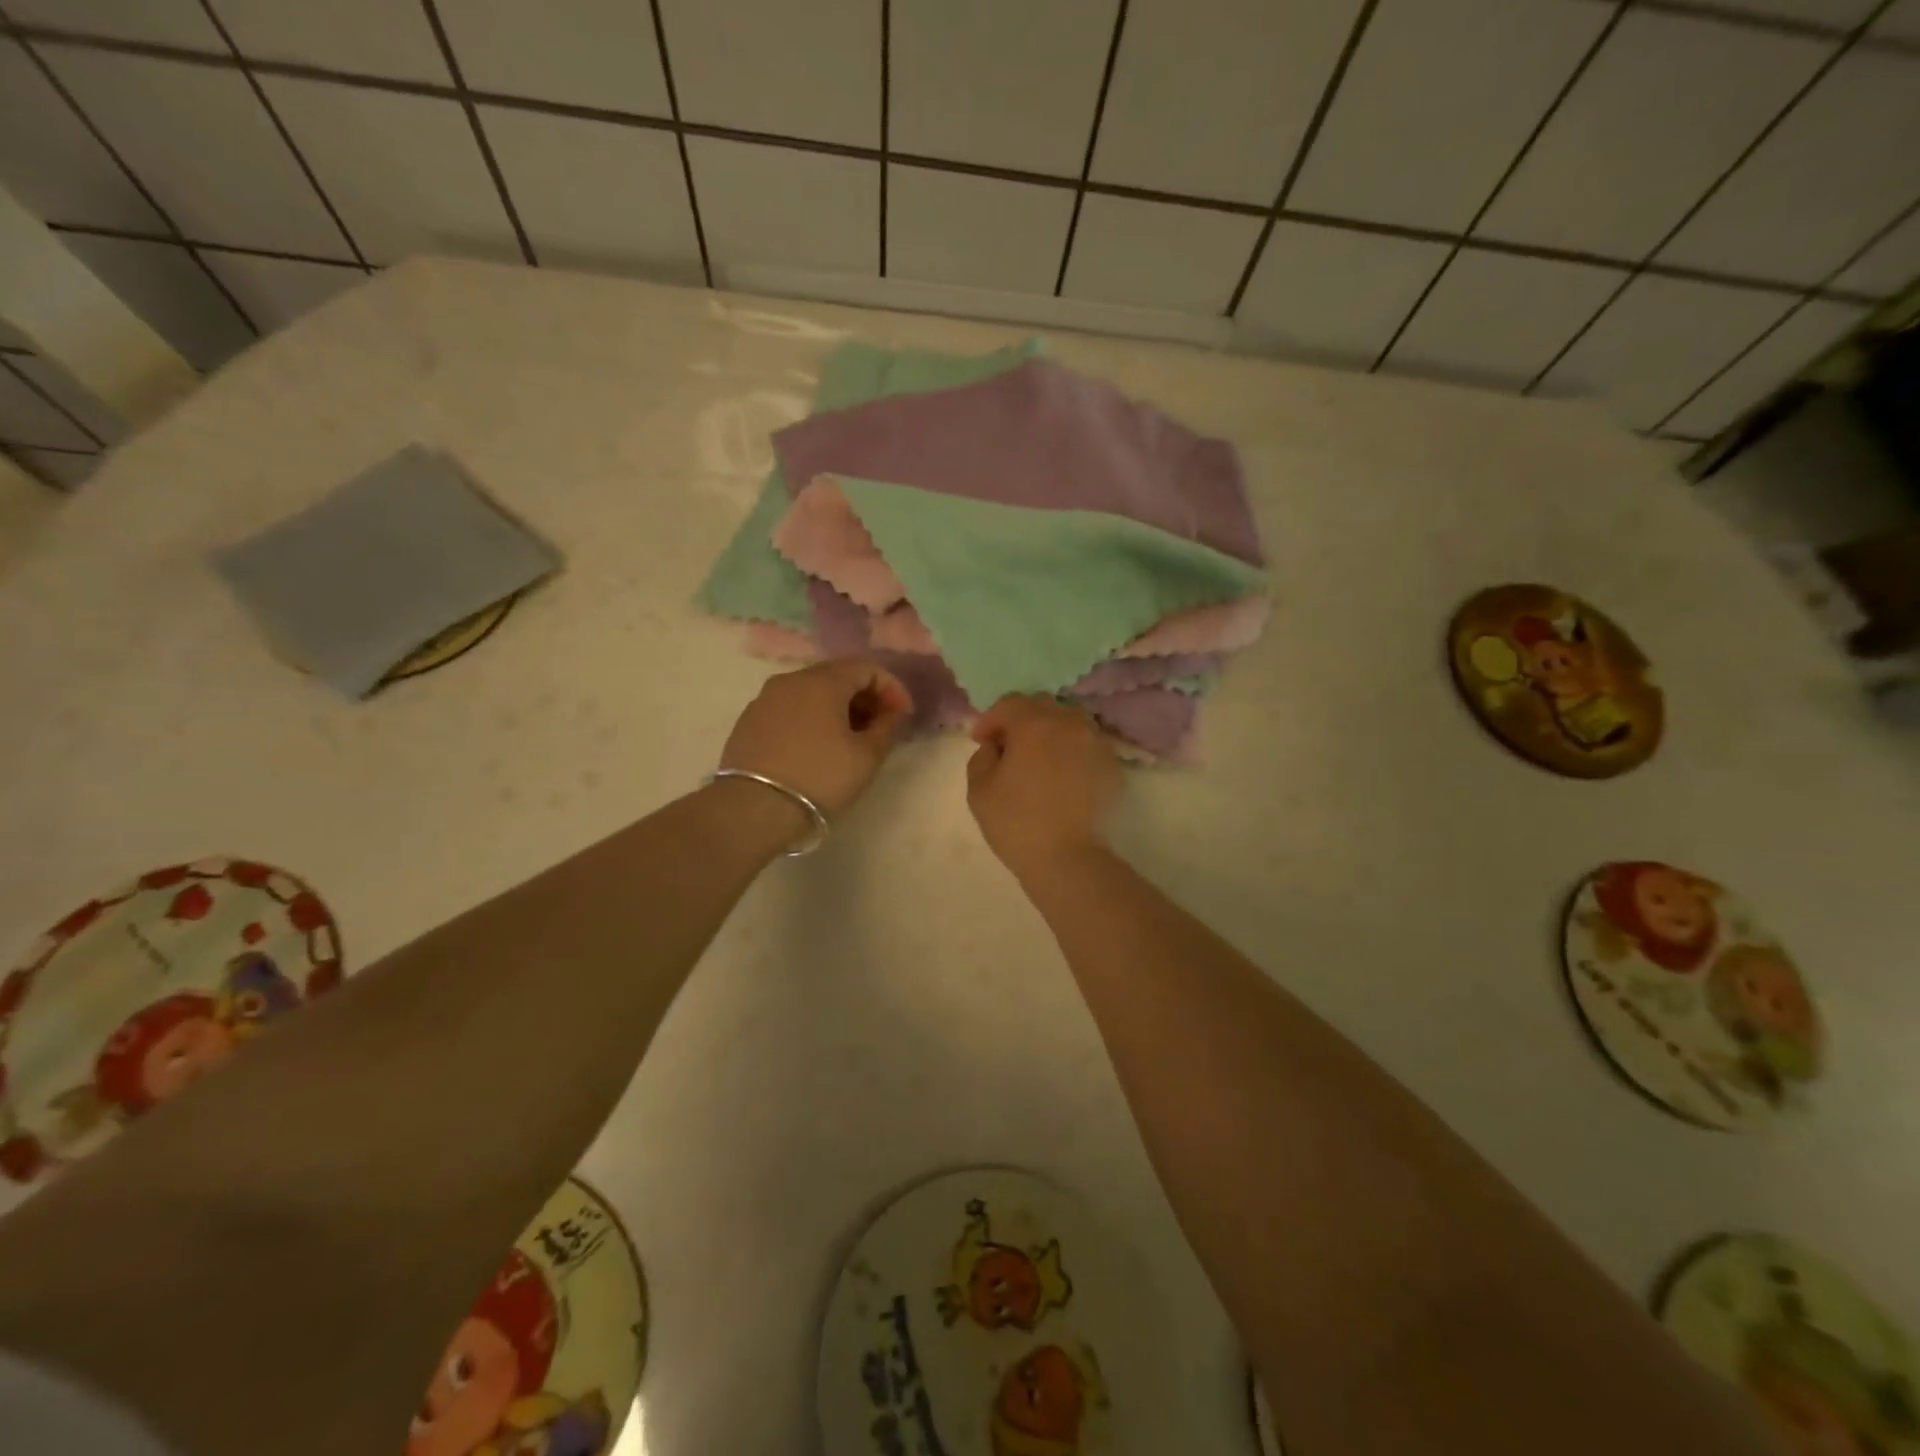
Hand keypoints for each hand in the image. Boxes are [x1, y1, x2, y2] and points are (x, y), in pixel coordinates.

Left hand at [720, 659, 912, 817]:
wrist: (754, 809)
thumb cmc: (820, 778)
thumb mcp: (866, 757)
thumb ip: (886, 727)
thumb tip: (891, 713)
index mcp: (822, 681)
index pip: (866, 668)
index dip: (891, 688)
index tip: (903, 716)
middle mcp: (790, 680)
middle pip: (836, 676)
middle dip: (864, 697)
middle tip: (880, 726)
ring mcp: (765, 699)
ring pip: (810, 692)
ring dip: (837, 708)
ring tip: (850, 738)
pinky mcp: (749, 721)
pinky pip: (789, 709)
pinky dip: (811, 718)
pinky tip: (817, 746)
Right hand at [966, 695, 1120, 878]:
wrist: (1067, 858)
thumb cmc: (1016, 823)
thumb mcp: (979, 789)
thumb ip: (982, 757)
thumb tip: (996, 747)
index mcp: (1035, 724)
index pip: (1009, 704)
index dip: (990, 719)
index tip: (980, 741)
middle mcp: (1070, 723)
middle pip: (1042, 706)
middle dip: (1021, 720)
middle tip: (1008, 747)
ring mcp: (1096, 743)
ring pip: (1069, 721)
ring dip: (1050, 731)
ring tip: (1039, 758)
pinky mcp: (1113, 765)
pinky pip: (1087, 744)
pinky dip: (1071, 750)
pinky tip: (1062, 775)